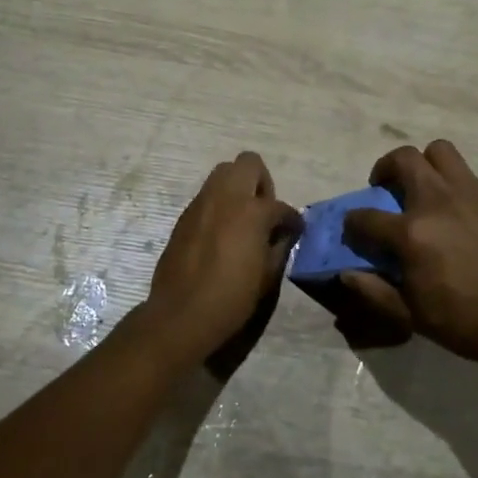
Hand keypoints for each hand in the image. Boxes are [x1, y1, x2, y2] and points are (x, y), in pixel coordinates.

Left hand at [140, 152, 301, 365]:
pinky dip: (219, 206)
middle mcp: (226, 197)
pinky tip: (221, 234)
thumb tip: (284, 233)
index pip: (281, 206)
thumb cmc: (232, 297)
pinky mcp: (184, 216)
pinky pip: (206, 197)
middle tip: (263, 210)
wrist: (182, 314)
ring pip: (222, 174)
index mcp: (252, 211)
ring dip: (237, 188)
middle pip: (247, 163)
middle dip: (261, 181)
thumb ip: (280, 246)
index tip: (294, 230)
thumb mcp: (268, 275)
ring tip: (242, 220)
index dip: (292, 220)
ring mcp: (201, 203)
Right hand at [337, 140, 477, 372]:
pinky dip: (461, 190)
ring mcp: (473, 193)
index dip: (353, 223)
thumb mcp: (411, 315)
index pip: (365, 216)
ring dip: (426, 164)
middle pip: (403, 158)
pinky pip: (473, 179)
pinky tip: (468, 217)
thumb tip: (346, 273)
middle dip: (386, 168)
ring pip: (440, 152)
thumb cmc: (465, 322)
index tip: (355, 230)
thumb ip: (374, 291)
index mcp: (411, 232)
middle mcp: (438, 201)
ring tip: (428, 188)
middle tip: (388, 189)